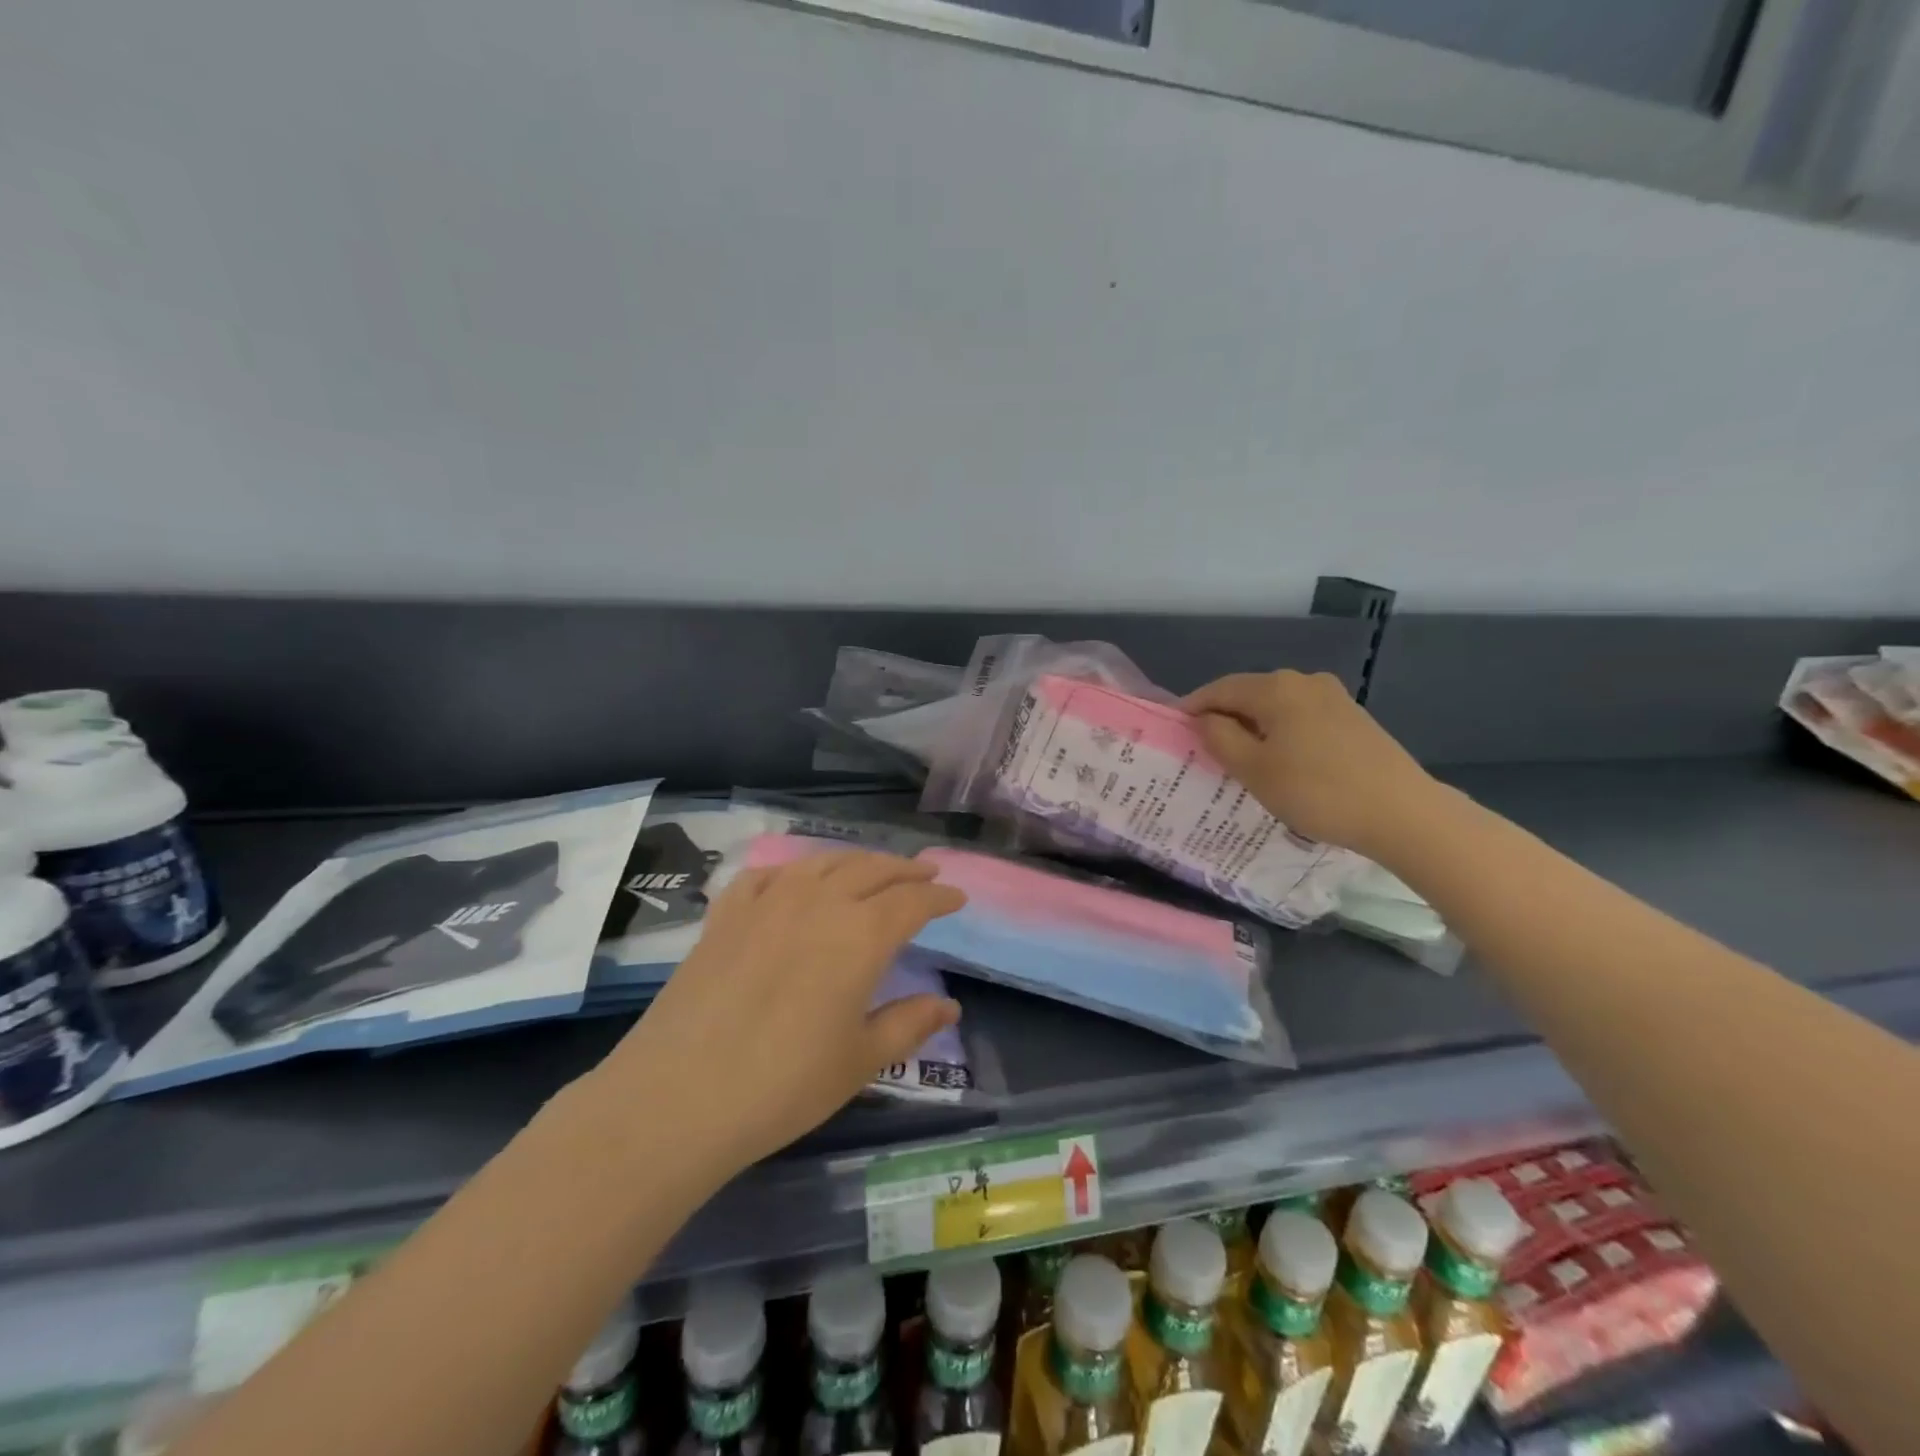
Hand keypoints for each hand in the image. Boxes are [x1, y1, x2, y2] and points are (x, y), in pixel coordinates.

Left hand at [595, 849, 965, 1176]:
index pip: (912, 900)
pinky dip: (792, 871)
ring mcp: (767, 902)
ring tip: (870, 869)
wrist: (679, 1096)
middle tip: (925, 873)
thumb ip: (909, 1024)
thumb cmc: (784, 1084)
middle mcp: (818, 902)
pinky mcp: (726, 914)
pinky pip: (767, 875)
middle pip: (871, 869)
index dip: (939, 895)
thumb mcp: (860, 1060)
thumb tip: (949, 1005)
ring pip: (822, 863)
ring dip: (855, 861)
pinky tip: (794, 882)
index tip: (956, 897)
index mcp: (861, 934)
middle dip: (904, 869)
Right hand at [1183, 670, 1437, 858]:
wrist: (1402, 812)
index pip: (1218, 689)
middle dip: (1223, 718)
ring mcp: (1332, 697)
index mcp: (1275, 688)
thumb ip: (1220, 738)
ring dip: (1253, 727)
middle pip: (1248, 694)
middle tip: (1203, 749)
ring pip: (1276, 707)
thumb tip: (1204, 719)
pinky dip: (1280, 734)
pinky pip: (1300, 718)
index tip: (1173, 730)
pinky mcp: (1352, 718)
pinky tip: (1280, 761)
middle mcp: (1303, 681)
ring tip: (1239, 759)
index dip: (1191, 708)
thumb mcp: (1253, 769)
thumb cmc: (1316, 791)